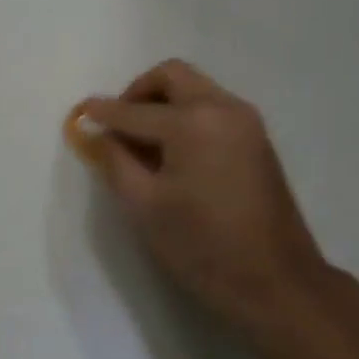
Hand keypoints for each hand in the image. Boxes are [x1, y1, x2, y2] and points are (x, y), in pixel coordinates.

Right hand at [67, 60, 343, 355]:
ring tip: (142, 142)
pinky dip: (186, 114)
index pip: (134, 111)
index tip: (80, 114)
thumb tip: (96, 133)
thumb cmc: (203, 246)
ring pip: (195, 88)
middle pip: (171, 76)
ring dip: (163, 101)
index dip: (102, 113)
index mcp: (192, 122)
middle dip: (137, 92)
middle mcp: (222, 107)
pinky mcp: (257, 138)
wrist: (278, 282)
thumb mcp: (145, 206)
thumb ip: (115, 161)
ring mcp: (245, 121)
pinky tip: (173, 151)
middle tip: (118, 125)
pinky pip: (212, 107)